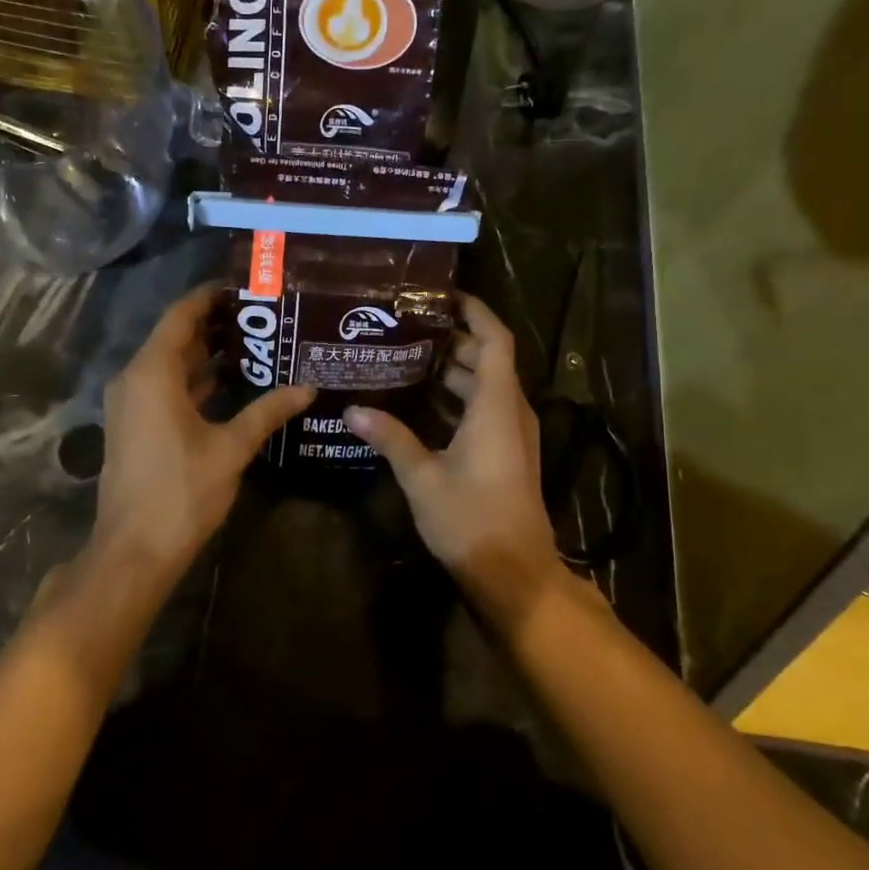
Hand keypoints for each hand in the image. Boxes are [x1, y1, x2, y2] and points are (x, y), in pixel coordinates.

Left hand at [94, 284, 313, 575]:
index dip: (210, 297)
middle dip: (216, 324)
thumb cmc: (181, 492)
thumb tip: (308, 387)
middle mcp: (135, 379)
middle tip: (262, 314)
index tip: (245, 286)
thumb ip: (268, 411)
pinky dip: (196, 380)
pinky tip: (233, 383)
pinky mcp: (135, 425)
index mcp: (152, 373)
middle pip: (175, 337)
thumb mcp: (231, 447)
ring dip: (207, 354)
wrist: (134, 551)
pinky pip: (166, 387)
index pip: (181, 316)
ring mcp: (131, 404)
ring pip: (171, 364)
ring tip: (256, 342)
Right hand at [345, 295, 561, 612]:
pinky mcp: (508, 453)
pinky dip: (456, 398)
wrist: (515, 574)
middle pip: (487, 359)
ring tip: (405, 358)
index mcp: (497, 405)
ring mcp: (512, 433)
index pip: (495, 339)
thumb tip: (353, 409)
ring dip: (452, 371)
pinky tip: (420, 404)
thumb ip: (391, 438)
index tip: (442, 295)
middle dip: (451, 340)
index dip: (474, 311)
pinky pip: (484, 409)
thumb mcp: (423, 477)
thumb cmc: (472, 519)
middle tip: (406, 327)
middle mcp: (511, 411)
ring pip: (485, 386)